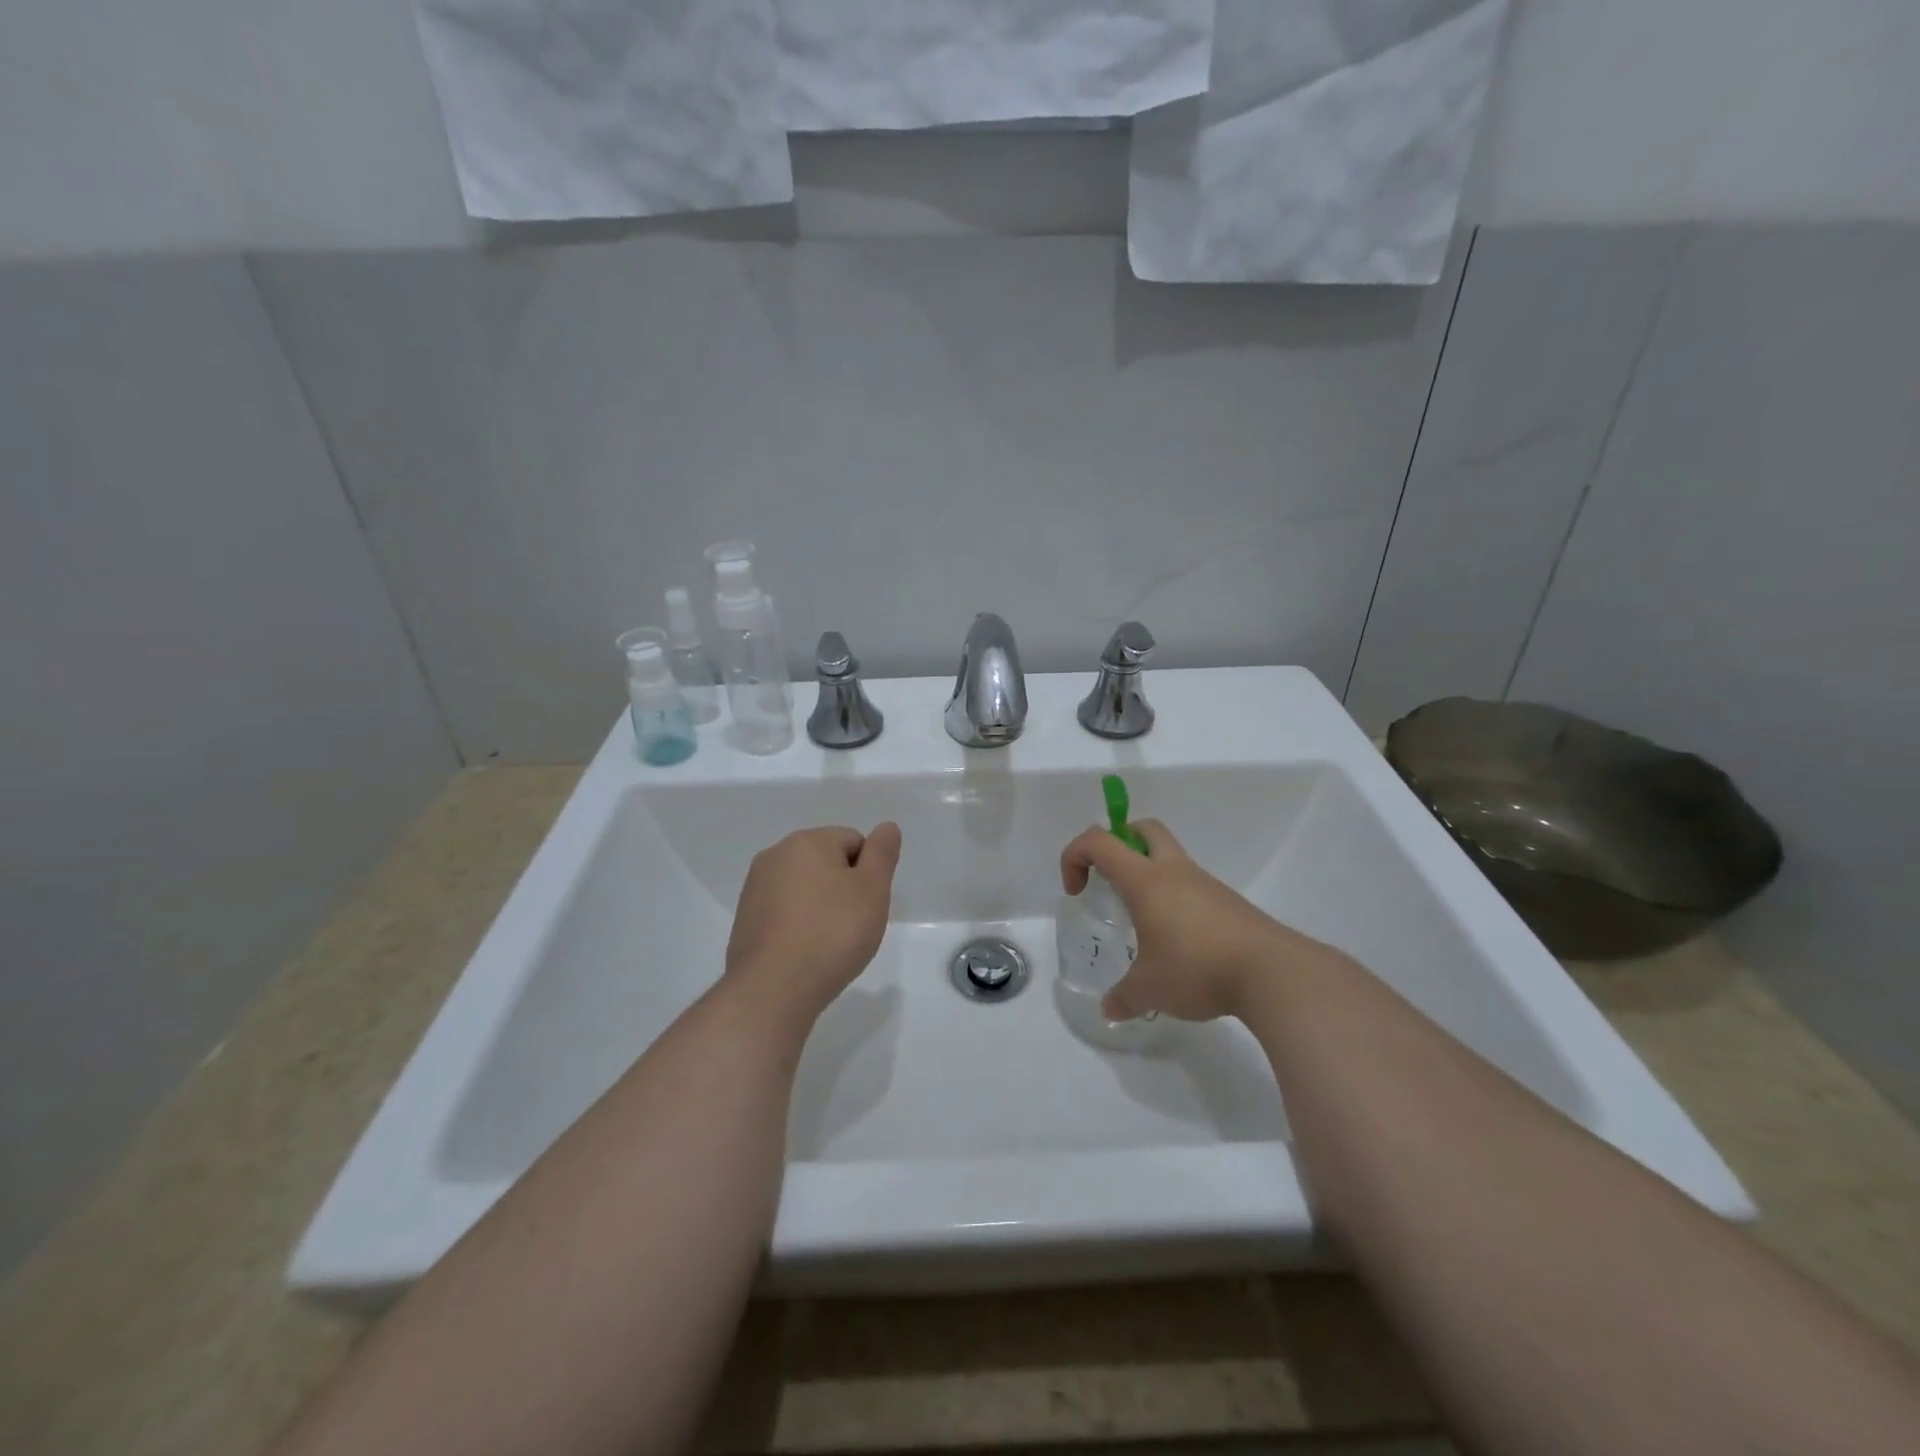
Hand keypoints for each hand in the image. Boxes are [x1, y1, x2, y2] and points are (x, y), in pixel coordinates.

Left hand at [726, 822, 901, 1024]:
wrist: (772, 989)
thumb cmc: (832, 934)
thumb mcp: (872, 890)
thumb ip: (882, 853)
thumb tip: (887, 827)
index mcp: (807, 841)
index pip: (854, 841)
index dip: (868, 873)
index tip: (866, 905)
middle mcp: (775, 855)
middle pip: (826, 862)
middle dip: (843, 888)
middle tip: (852, 925)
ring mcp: (755, 887)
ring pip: (804, 887)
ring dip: (821, 906)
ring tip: (828, 943)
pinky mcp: (745, 919)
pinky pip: (784, 911)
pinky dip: (799, 925)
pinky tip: (804, 952)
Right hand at [1059, 819, 1338, 1022]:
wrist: (1273, 973)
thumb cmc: (1197, 968)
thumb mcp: (1150, 990)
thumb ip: (1123, 998)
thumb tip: (1108, 1009)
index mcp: (1146, 880)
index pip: (1099, 841)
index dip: (1075, 855)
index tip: (1077, 891)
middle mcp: (1175, 871)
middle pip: (1143, 830)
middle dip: (1119, 843)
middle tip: (1110, 880)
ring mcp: (1206, 884)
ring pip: (1170, 859)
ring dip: (1149, 877)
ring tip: (1144, 924)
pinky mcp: (1229, 903)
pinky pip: (1192, 887)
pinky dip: (1176, 901)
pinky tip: (1179, 942)